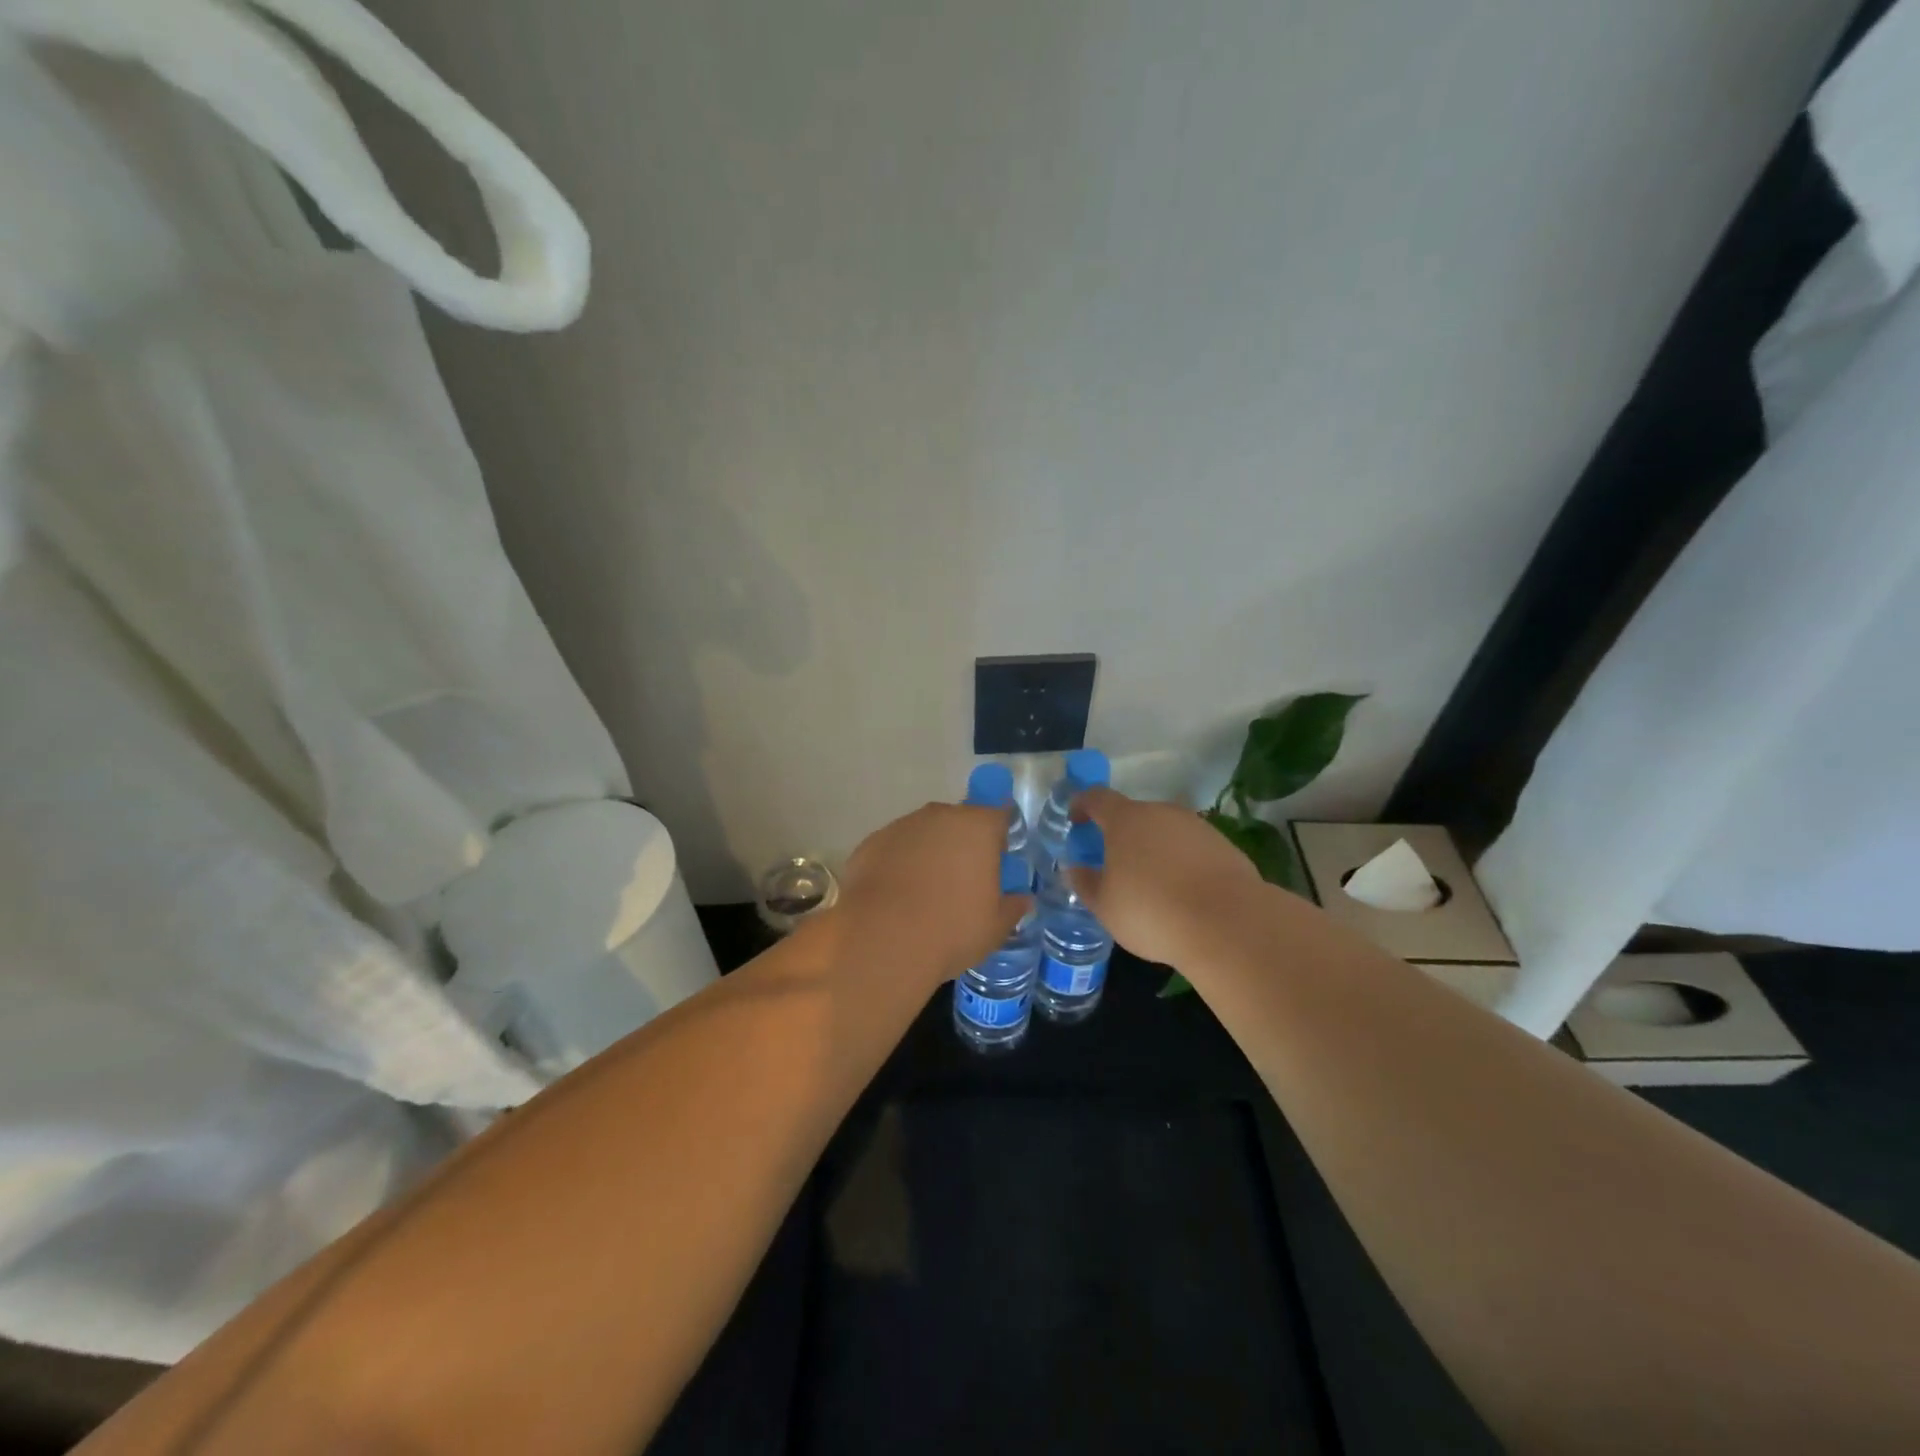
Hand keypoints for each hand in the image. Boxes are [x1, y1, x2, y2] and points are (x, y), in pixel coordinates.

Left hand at [836, 802, 1029, 990]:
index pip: (999, 815)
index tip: (997, 862)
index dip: (1000, 837)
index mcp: (978, 827)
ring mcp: (901, 826)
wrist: (883, 940)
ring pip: (924, 834)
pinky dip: (899, 864)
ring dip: (929, 853)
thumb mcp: (995, 927)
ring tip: (926, 894)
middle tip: (963, 882)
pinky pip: (895, 849)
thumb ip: (1012, 907)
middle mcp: (939, 816)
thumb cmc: (952, 929)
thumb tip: (1022, 900)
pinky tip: (897, 897)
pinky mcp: (871, 843)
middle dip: (963, 844)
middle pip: (959, 821)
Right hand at [1068, 787, 1266, 967]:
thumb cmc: (1152, 912)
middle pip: (1133, 815)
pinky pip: (1190, 848)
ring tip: (1150, 884)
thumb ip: (1085, 883)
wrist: (1228, 925)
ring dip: (1153, 849)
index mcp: (1126, 820)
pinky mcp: (1223, 845)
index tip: (1075, 821)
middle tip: (1114, 864)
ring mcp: (1196, 826)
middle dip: (1120, 835)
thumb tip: (1074, 869)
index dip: (1082, 806)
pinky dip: (1180, 862)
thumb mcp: (1105, 906)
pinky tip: (1182, 893)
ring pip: (1164, 831)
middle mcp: (1161, 812)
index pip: (1096, 798)